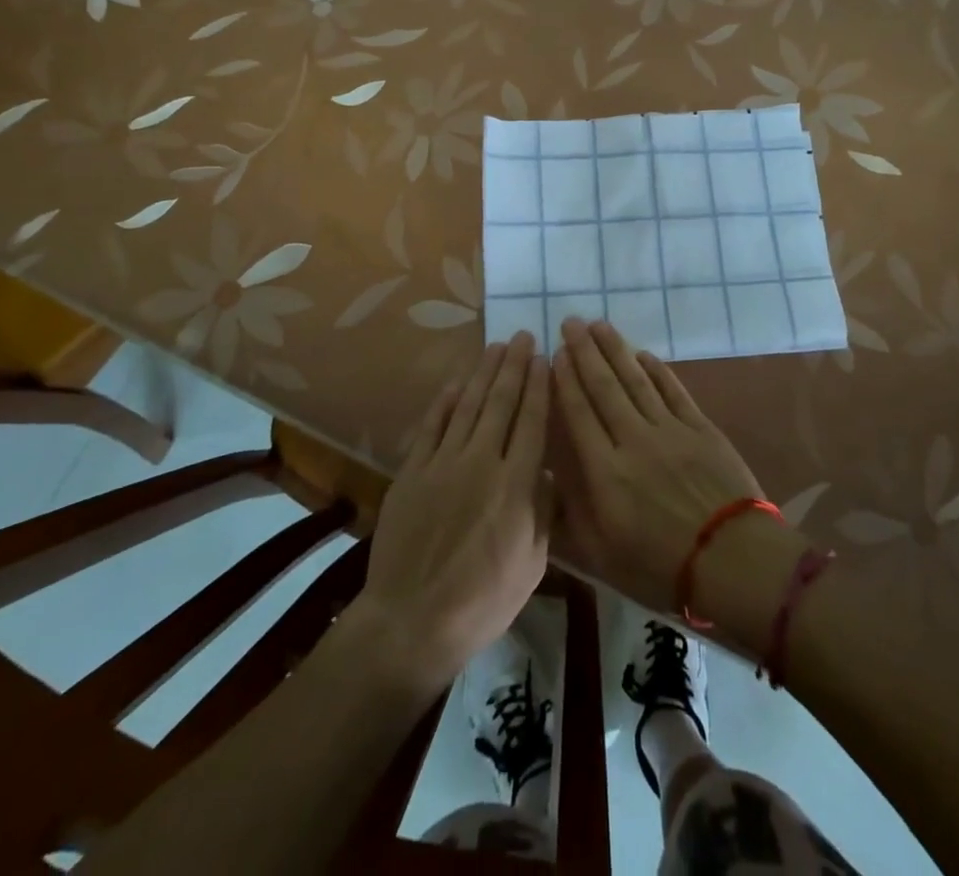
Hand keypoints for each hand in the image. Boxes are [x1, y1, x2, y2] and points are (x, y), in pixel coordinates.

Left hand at [358, 332, 551, 685]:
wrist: (412, 622)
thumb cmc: (483, 600)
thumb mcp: (532, 563)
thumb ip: (541, 510)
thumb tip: (546, 472)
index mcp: (516, 485)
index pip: (532, 422)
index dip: (539, 386)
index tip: (544, 358)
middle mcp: (481, 462)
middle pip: (501, 403)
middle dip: (514, 366)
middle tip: (522, 336)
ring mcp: (443, 464)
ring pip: (468, 406)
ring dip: (483, 373)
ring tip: (495, 347)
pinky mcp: (413, 472)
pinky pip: (432, 427)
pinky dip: (444, 402)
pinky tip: (456, 383)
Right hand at [552, 318, 789, 621]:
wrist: (733, 562)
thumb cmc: (660, 567)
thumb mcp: (601, 556)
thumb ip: (569, 513)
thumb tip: (545, 477)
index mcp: (605, 472)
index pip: (579, 413)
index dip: (565, 380)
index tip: (554, 353)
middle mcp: (634, 440)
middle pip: (604, 387)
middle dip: (584, 352)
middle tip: (570, 322)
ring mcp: (670, 430)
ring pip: (636, 380)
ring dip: (616, 350)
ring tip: (598, 325)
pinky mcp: (700, 428)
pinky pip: (672, 390)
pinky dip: (656, 370)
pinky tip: (642, 354)